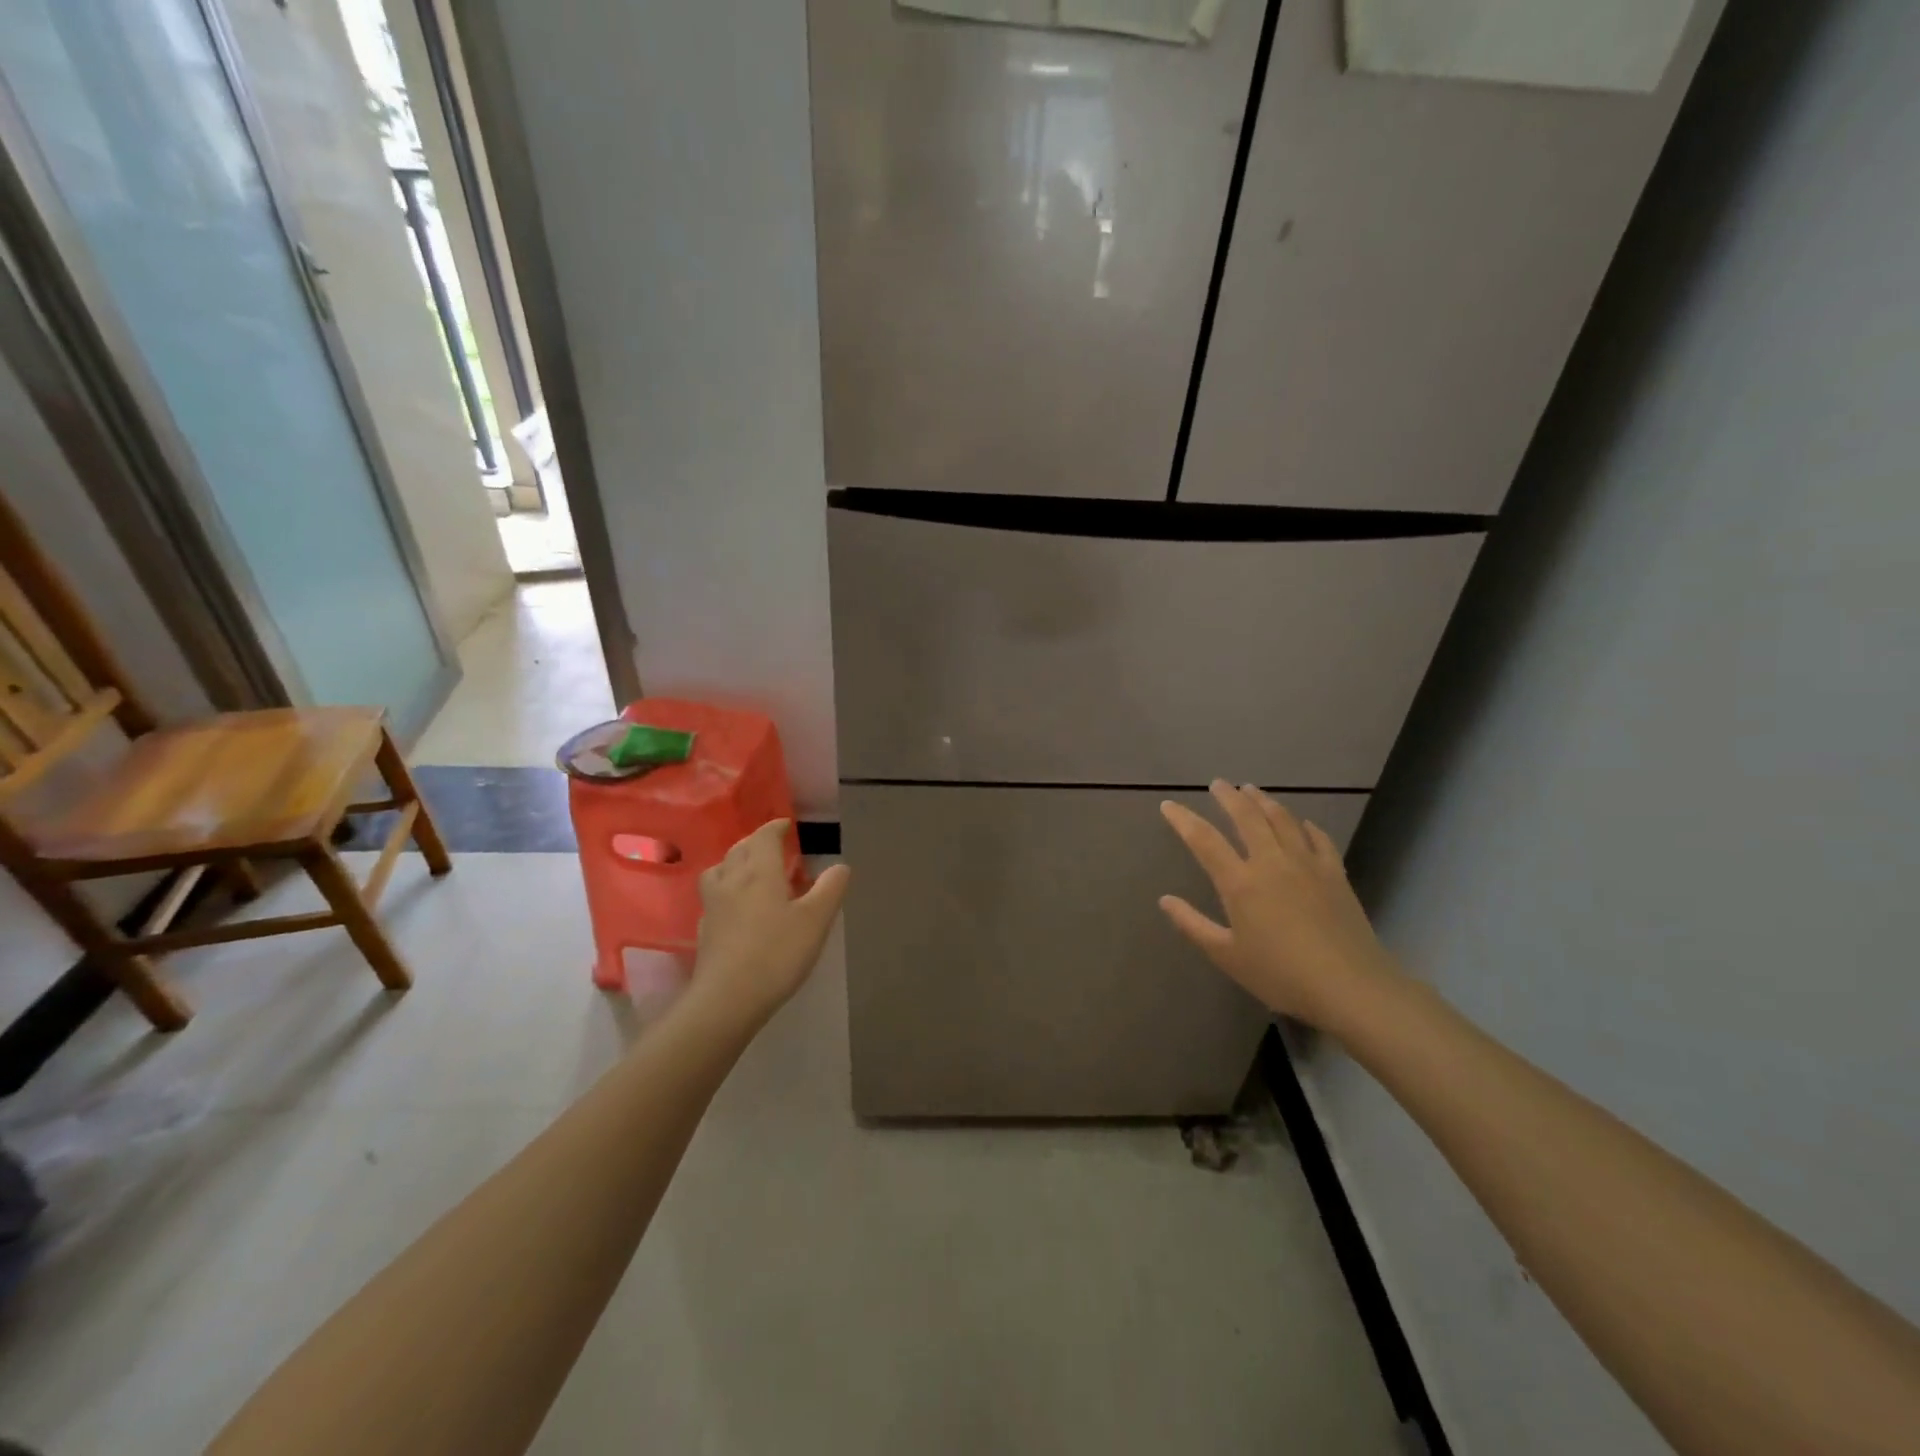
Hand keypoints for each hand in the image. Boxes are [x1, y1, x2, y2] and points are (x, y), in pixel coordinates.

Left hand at [692, 820, 850, 1026]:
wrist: (728, 998)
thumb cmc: (777, 953)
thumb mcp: (816, 920)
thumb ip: (830, 889)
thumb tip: (840, 866)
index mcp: (760, 871)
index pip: (764, 837)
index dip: (776, 827)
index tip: (787, 825)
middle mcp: (732, 879)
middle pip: (740, 848)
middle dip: (757, 841)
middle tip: (774, 846)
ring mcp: (714, 904)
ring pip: (720, 869)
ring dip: (735, 861)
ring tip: (751, 870)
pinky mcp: (705, 929)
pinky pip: (714, 895)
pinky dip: (726, 888)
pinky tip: (736, 905)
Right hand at [1160, 782, 1398, 1030]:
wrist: (1351, 987)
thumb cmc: (1281, 975)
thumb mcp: (1227, 956)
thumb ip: (1193, 925)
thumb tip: (1165, 900)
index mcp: (1240, 883)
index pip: (1204, 840)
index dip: (1183, 819)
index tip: (1168, 805)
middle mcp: (1271, 862)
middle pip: (1246, 817)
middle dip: (1228, 797)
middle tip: (1217, 784)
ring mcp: (1307, 864)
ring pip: (1282, 819)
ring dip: (1263, 800)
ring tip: (1252, 790)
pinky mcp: (1335, 872)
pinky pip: (1317, 837)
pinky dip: (1304, 824)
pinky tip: (1300, 822)